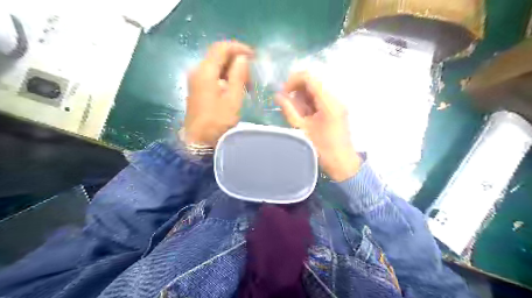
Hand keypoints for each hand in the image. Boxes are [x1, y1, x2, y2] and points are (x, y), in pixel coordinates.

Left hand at [185, 40, 252, 146]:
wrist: (198, 141)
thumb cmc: (217, 122)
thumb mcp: (232, 100)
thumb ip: (238, 76)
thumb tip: (242, 59)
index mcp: (206, 72)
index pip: (221, 48)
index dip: (238, 48)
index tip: (254, 56)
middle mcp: (198, 71)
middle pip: (218, 55)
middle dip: (237, 60)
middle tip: (252, 74)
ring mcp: (196, 80)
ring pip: (216, 66)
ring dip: (232, 70)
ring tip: (247, 84)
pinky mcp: (197, 88)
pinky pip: (213, 75)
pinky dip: (226, 77)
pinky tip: (236, 88)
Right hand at [274, 73, 361, 181]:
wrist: (342, 162)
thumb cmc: (322, 148)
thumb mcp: (301, 128)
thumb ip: (288, 109)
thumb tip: (278, 96)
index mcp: (328, 102)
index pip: (309, 77)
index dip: (293, 81)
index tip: (284, 93)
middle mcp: (336, 98)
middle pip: (313, 81)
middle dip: (297, 89)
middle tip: (289, 104)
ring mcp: (338, 102)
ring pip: (316, 89)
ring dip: (303, 97)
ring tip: (299, 113)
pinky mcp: (337, 108)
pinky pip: (321, 97)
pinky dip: (310, 102)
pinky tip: (307, 115)